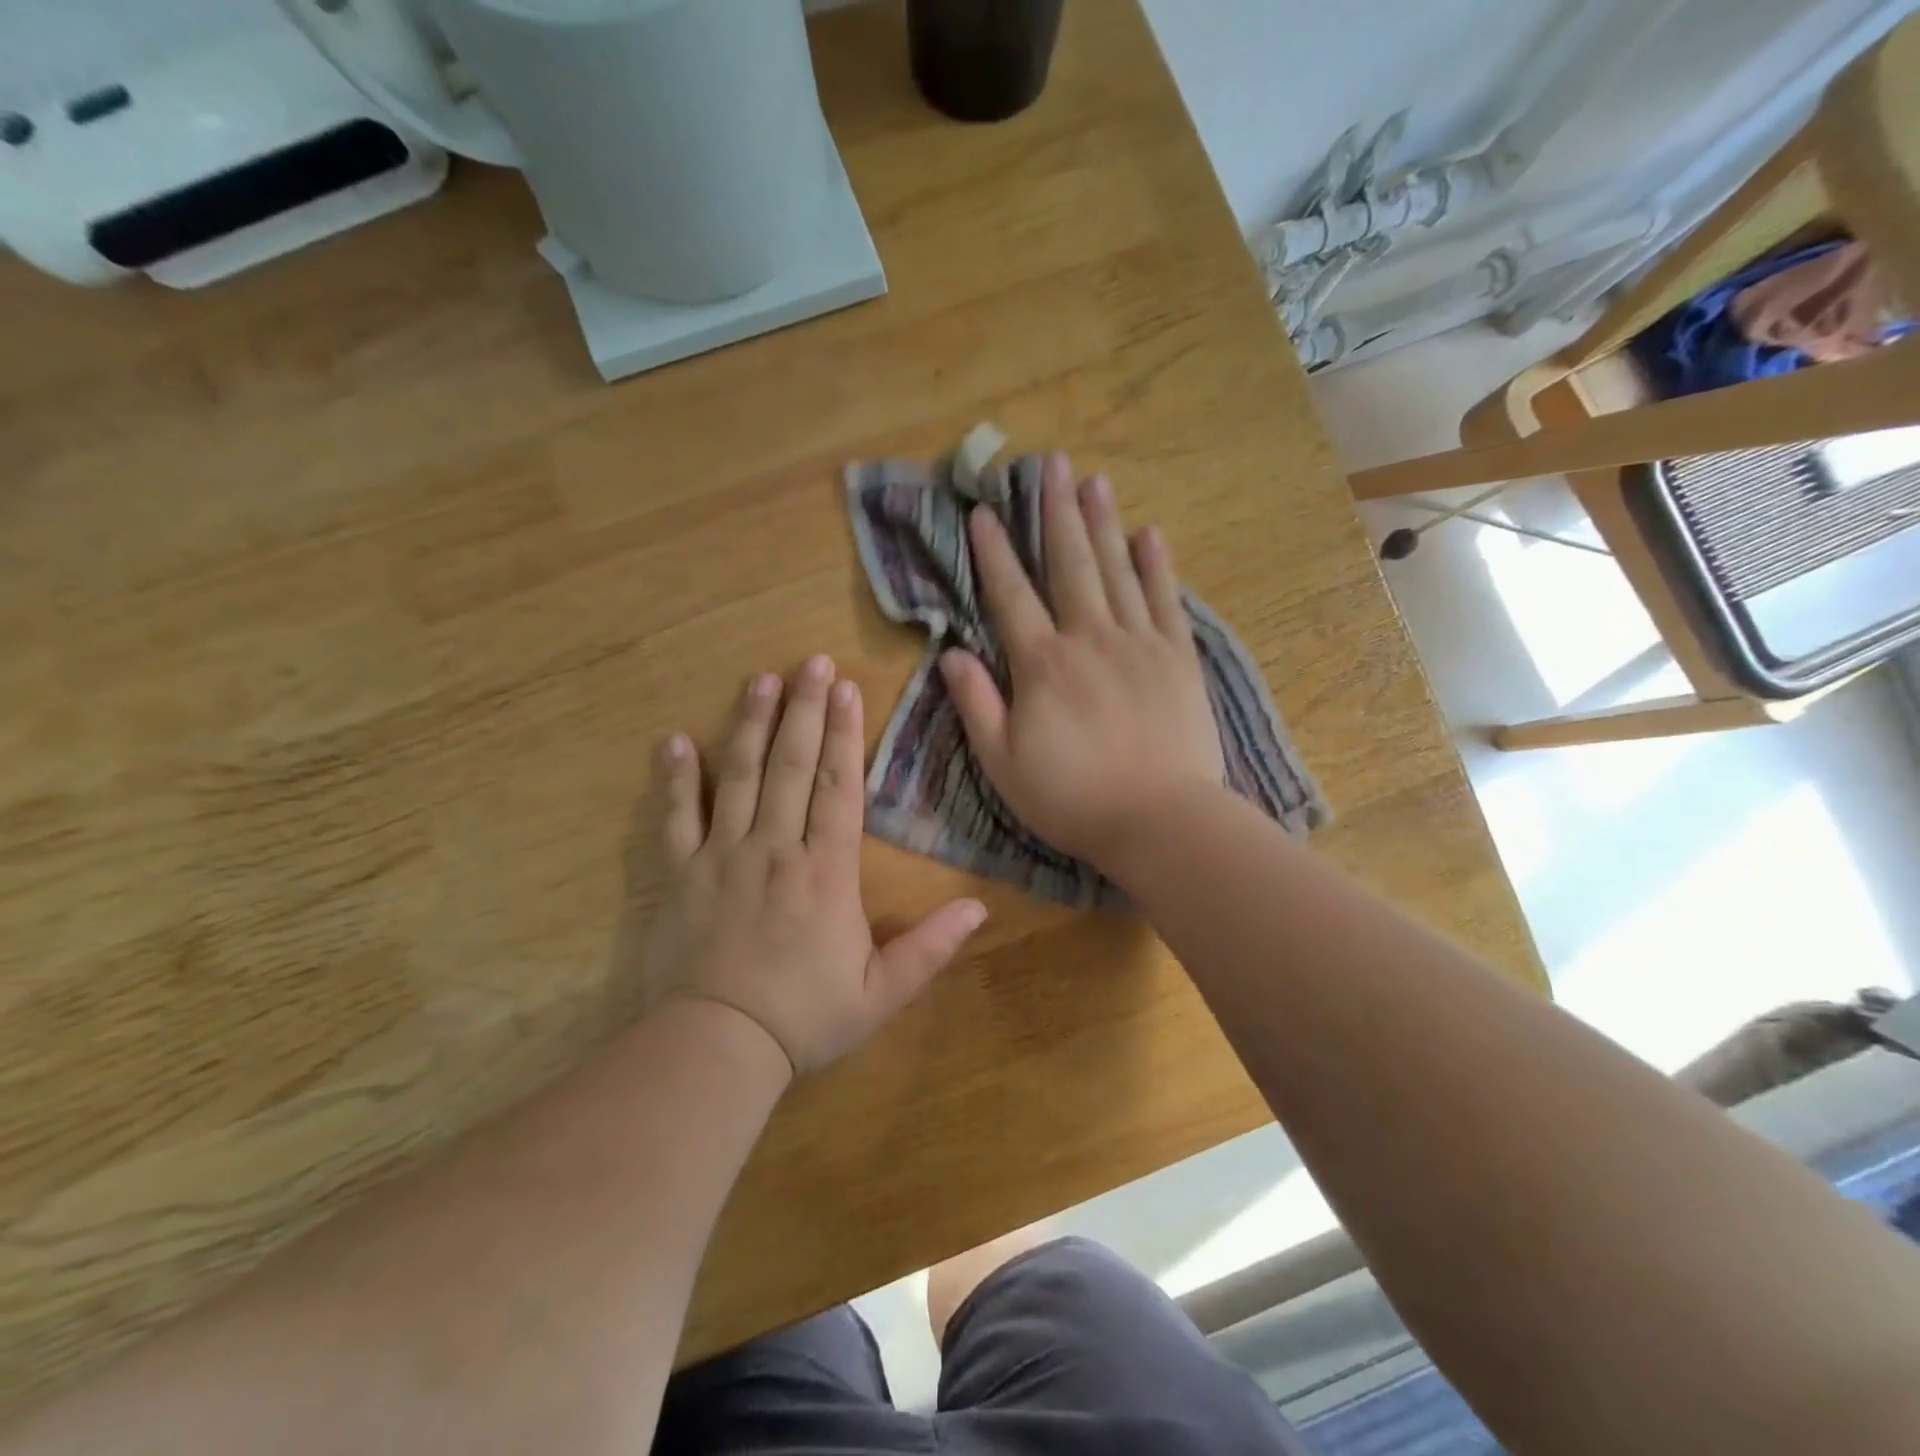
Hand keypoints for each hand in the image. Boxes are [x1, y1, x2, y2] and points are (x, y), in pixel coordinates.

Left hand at [645, 657, 987, 1075]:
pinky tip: (675, 741)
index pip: (840, 787)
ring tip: (761, 681)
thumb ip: (931, 948)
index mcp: (826, 871)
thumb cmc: (804, 1018)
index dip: (847, 735)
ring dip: (750, 725)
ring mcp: (723, 857)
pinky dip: (676, 779)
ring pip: (739, 777)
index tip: (848, 690)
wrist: (717, 1048)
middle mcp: (776, 848)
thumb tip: (980, 908)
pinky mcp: (681, 874)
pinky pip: (676, 818)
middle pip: (792, 765)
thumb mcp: (881, 993)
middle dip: (805, 710)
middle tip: (810, 662)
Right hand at [938, 455, 1224, 870]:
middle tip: (1050, 464)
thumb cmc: (1071, 798)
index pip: (1010, 596)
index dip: (993, 553)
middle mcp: (1089, 639)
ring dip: (1103, 523)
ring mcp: (1139, 644)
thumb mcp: (1002, 763)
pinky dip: (1156, 566)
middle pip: (1069, 565)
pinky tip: (1149, 535)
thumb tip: (951, 653)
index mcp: (1042, 665)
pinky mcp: (1178, 659)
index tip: (983, 513)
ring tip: (1094, 481)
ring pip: (1117, 571)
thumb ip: (976, 704)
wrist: (1159, 821)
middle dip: (1055, 513)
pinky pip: (1165, 600)